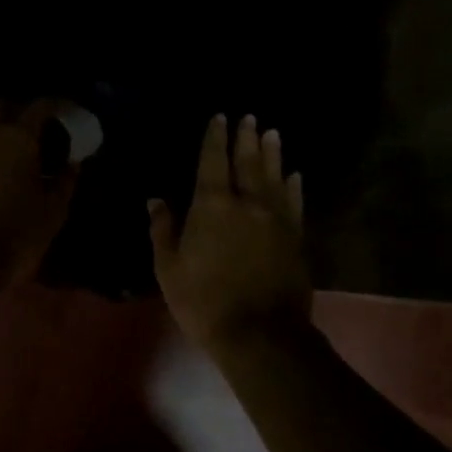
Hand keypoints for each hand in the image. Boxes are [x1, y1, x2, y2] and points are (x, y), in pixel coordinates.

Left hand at [0, 99, 79, 282]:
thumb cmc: (17, 232)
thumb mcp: (54, 210)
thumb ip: (65, 180)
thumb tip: (72, 163)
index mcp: (18, 138)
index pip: (40, 105)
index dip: (57, 104)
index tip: (69, 111)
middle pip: (2, 106)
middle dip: (20, 109)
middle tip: (39, 126)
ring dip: (1, 132)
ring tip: (21, 152)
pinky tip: (1, 173)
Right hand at [150, 114, 311, 354]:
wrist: (259, 334)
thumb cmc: (203, 301)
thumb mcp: (168, 268)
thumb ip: (163, 229)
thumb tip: (156, 200)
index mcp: (212, 206)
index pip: (213, 161)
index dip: (215, 138)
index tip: (220, 117)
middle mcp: (247, 203)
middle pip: (248, 162)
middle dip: (246, 138)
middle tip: (249, 117)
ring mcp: (275, 219)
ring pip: (274, 177)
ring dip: (273, 153)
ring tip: (272, 133)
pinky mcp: (295, 238)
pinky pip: (294, 203)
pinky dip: (294, 186)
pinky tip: (295, 175)